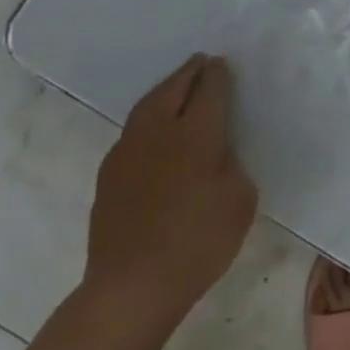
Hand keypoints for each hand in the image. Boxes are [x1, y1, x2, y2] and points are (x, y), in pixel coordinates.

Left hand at [82, 54, 256, 334]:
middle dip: (188, 72)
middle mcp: (159, 132)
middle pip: (173, 89)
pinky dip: (148, 120)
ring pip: (147, 107)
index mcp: (196, 135)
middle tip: (200, 62)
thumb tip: (217, 152)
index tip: (222, 64)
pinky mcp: (109, 175)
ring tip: (177, 87)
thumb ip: (232, 165)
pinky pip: (133, 132)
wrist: (132, 287)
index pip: (210, 91)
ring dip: (165, 91)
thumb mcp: (240, 200)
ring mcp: (127, 152)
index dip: (218, 75)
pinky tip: (155, 132)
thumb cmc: (198, 242)